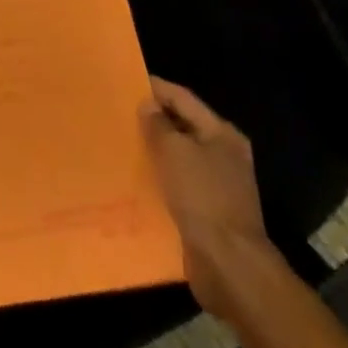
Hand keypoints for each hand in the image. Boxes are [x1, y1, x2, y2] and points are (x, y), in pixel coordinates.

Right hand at [141, 77, 273, 317]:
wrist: (229, 265)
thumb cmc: (203, 198)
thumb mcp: (174, 151)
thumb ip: (158, 124)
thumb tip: (148, 105)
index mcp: (221, 134)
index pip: (183, 98)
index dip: (155, 88)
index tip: (125, 82)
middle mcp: (223, 155)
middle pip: (182, 127)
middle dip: (153, 120)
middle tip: (118, 113)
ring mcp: (217, 184)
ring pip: (178, 157)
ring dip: (154, 151)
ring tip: (121, 143)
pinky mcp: (207, 211)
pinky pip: (178, 184)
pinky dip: (159, 178)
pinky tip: (135, 178)